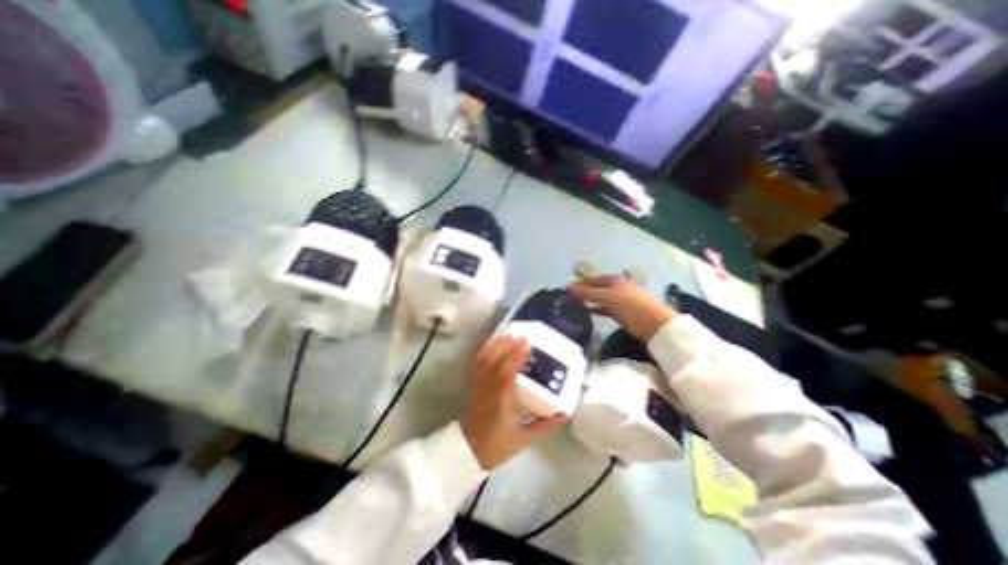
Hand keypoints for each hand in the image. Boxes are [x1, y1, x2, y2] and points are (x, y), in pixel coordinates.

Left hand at [459, 333, 564, 470]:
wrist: (468, 451)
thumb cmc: (497, 445)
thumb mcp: (525, 439)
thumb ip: (546, 425)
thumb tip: (566, 413)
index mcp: (500, 405)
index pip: (506, 377)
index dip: (515, 359)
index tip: (526, 345)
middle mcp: (486, 392)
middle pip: (493, 363)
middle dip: (506, 347)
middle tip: (521, 336)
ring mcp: (476, 387)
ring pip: (483, 361)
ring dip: (495, 346)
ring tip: (508, 335)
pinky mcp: (471, 385)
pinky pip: (476, 364)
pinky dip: (484, 351)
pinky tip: (492, 343)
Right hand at [566, 276, 677, 340]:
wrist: (653, 323)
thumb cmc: (628, 305)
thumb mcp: (605, 297)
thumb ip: (586, 293)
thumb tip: (568, 287)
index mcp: (614, 280)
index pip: (593, 280)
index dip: (580, 284)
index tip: (566, 289)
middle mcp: (617, 287)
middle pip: (597, 289)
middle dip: (584, 292)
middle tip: (569, 299)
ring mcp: (621, 300)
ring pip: (601, 299)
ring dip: (590, 302)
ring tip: (575, 306)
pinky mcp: (623, 313)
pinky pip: (606, 309)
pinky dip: (597, 310)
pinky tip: (588, 313)